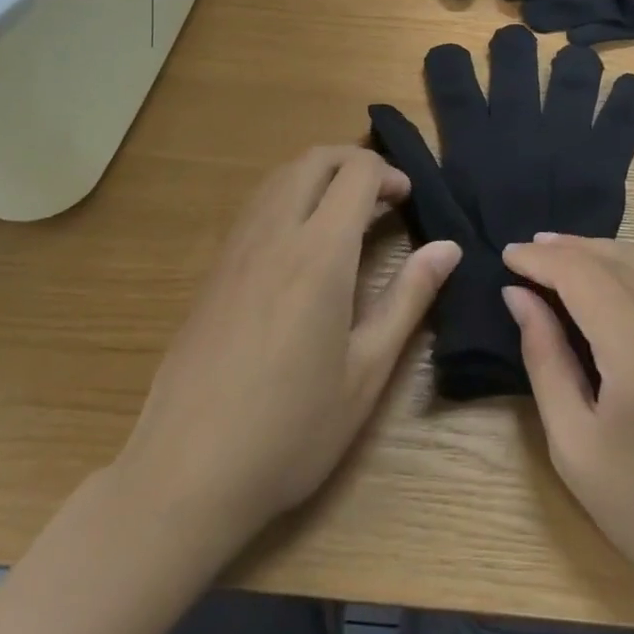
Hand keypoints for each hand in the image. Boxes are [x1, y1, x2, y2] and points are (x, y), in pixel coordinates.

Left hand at [118, 147, 459, 556]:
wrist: (185, 473)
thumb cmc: (291, 430)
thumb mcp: (366, 371)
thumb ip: (408, 298)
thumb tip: (448, 248)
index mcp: (318, 254)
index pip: (356, 174)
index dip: (390, 174)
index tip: (409, 200)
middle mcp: (275, 234)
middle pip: (315, 159)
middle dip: (355, 161)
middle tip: (384, 195)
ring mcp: (237, 248)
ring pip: (281, 176)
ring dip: (320, 175)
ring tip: (347, 212)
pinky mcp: (214, 268)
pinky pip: (258, 205)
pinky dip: (290, 195)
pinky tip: (303, 242)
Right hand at [502, 235, 633, 625]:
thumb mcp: (576, 449)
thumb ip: (544, 359)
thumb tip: (518, 294)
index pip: (583, 275)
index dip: (541, 259)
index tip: (509, 255)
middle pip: (617, 259)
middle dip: (568, 249)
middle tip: (530, 251)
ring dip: (605, 252)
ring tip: (567, 255)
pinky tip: (623, 275)